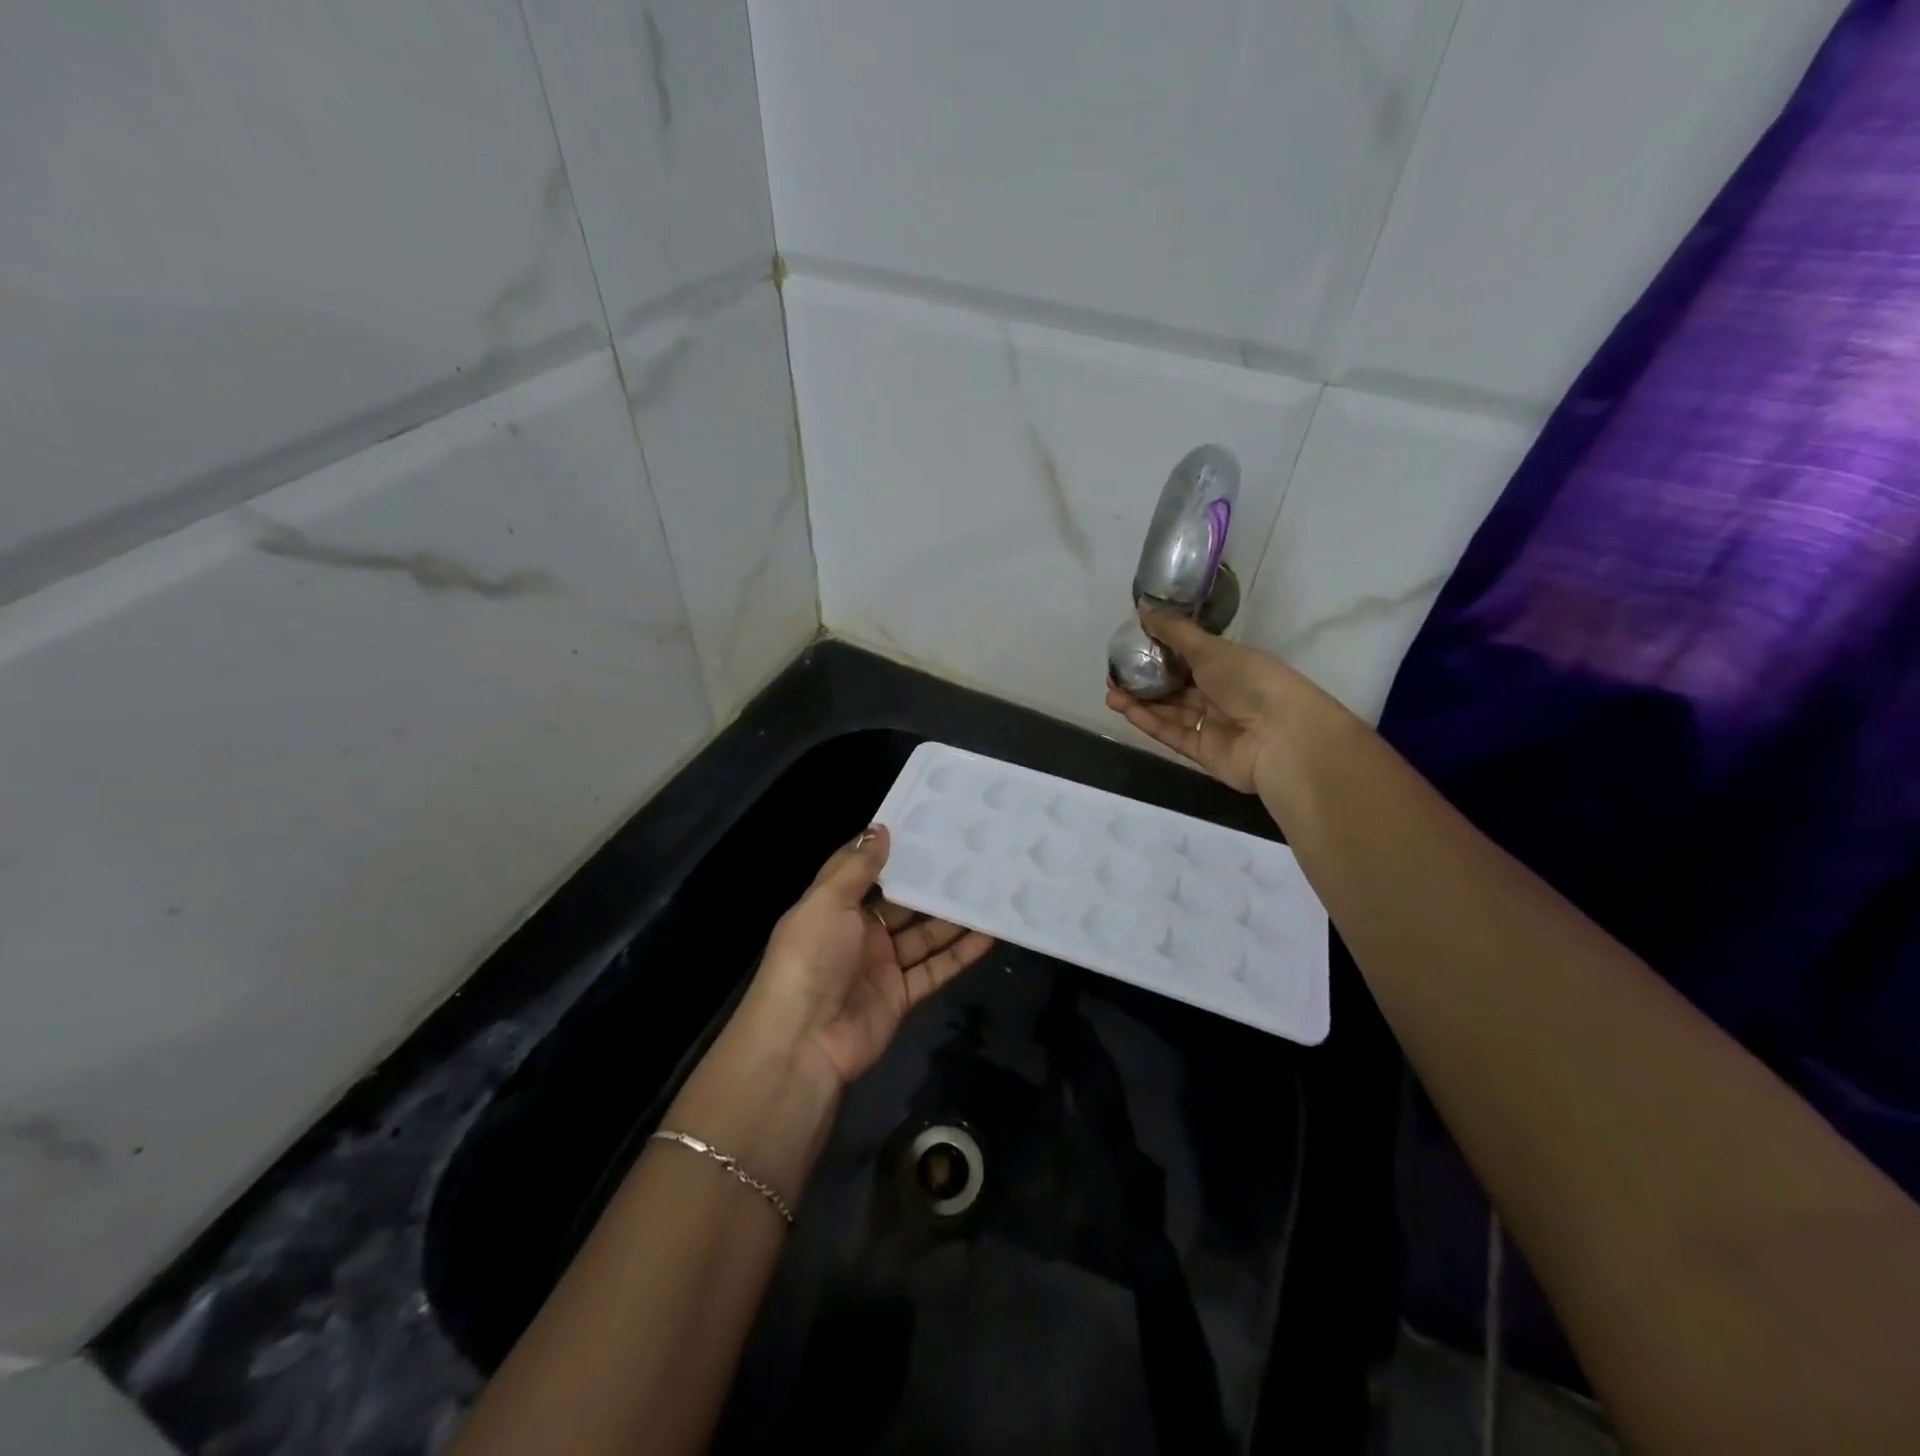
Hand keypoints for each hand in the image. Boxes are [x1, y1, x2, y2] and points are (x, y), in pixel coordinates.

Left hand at [737, 825, 994, 1092]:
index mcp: (835, 906)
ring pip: (924, 934)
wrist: (804, 1042)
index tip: (927, 825)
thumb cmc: (810, 959)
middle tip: (970, 855)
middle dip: (930, 882)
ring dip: (952, 916)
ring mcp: (881, 965)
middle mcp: (858, 932)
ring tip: (988, 889)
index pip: (866, 871)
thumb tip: (880, 828)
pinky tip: (989, 934)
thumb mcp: (827, 903)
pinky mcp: (901, 995)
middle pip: (902, 903)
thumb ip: (856, 868)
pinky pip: (935, 969)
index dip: (892, 850)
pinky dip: (961, 954)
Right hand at [1104, 609, 1308, 793]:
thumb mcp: (1211, 649)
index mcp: (1231, 665)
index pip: (1190, 656)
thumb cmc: (1250, 681)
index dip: (1161, 651)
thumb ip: (1174, 632)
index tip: (1131, 645)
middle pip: (1177, 685)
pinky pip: (1171, 733)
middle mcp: (1222, 694)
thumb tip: (1143, 608)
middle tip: (1114, 672)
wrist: (1280, 738)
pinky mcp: (1202, 751)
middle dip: (1145, 679)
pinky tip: (1124, 708)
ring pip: (1170, 710)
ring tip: (1111, 691)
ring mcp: (1212, 724)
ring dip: (1140, 700)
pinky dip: (1149, 721)